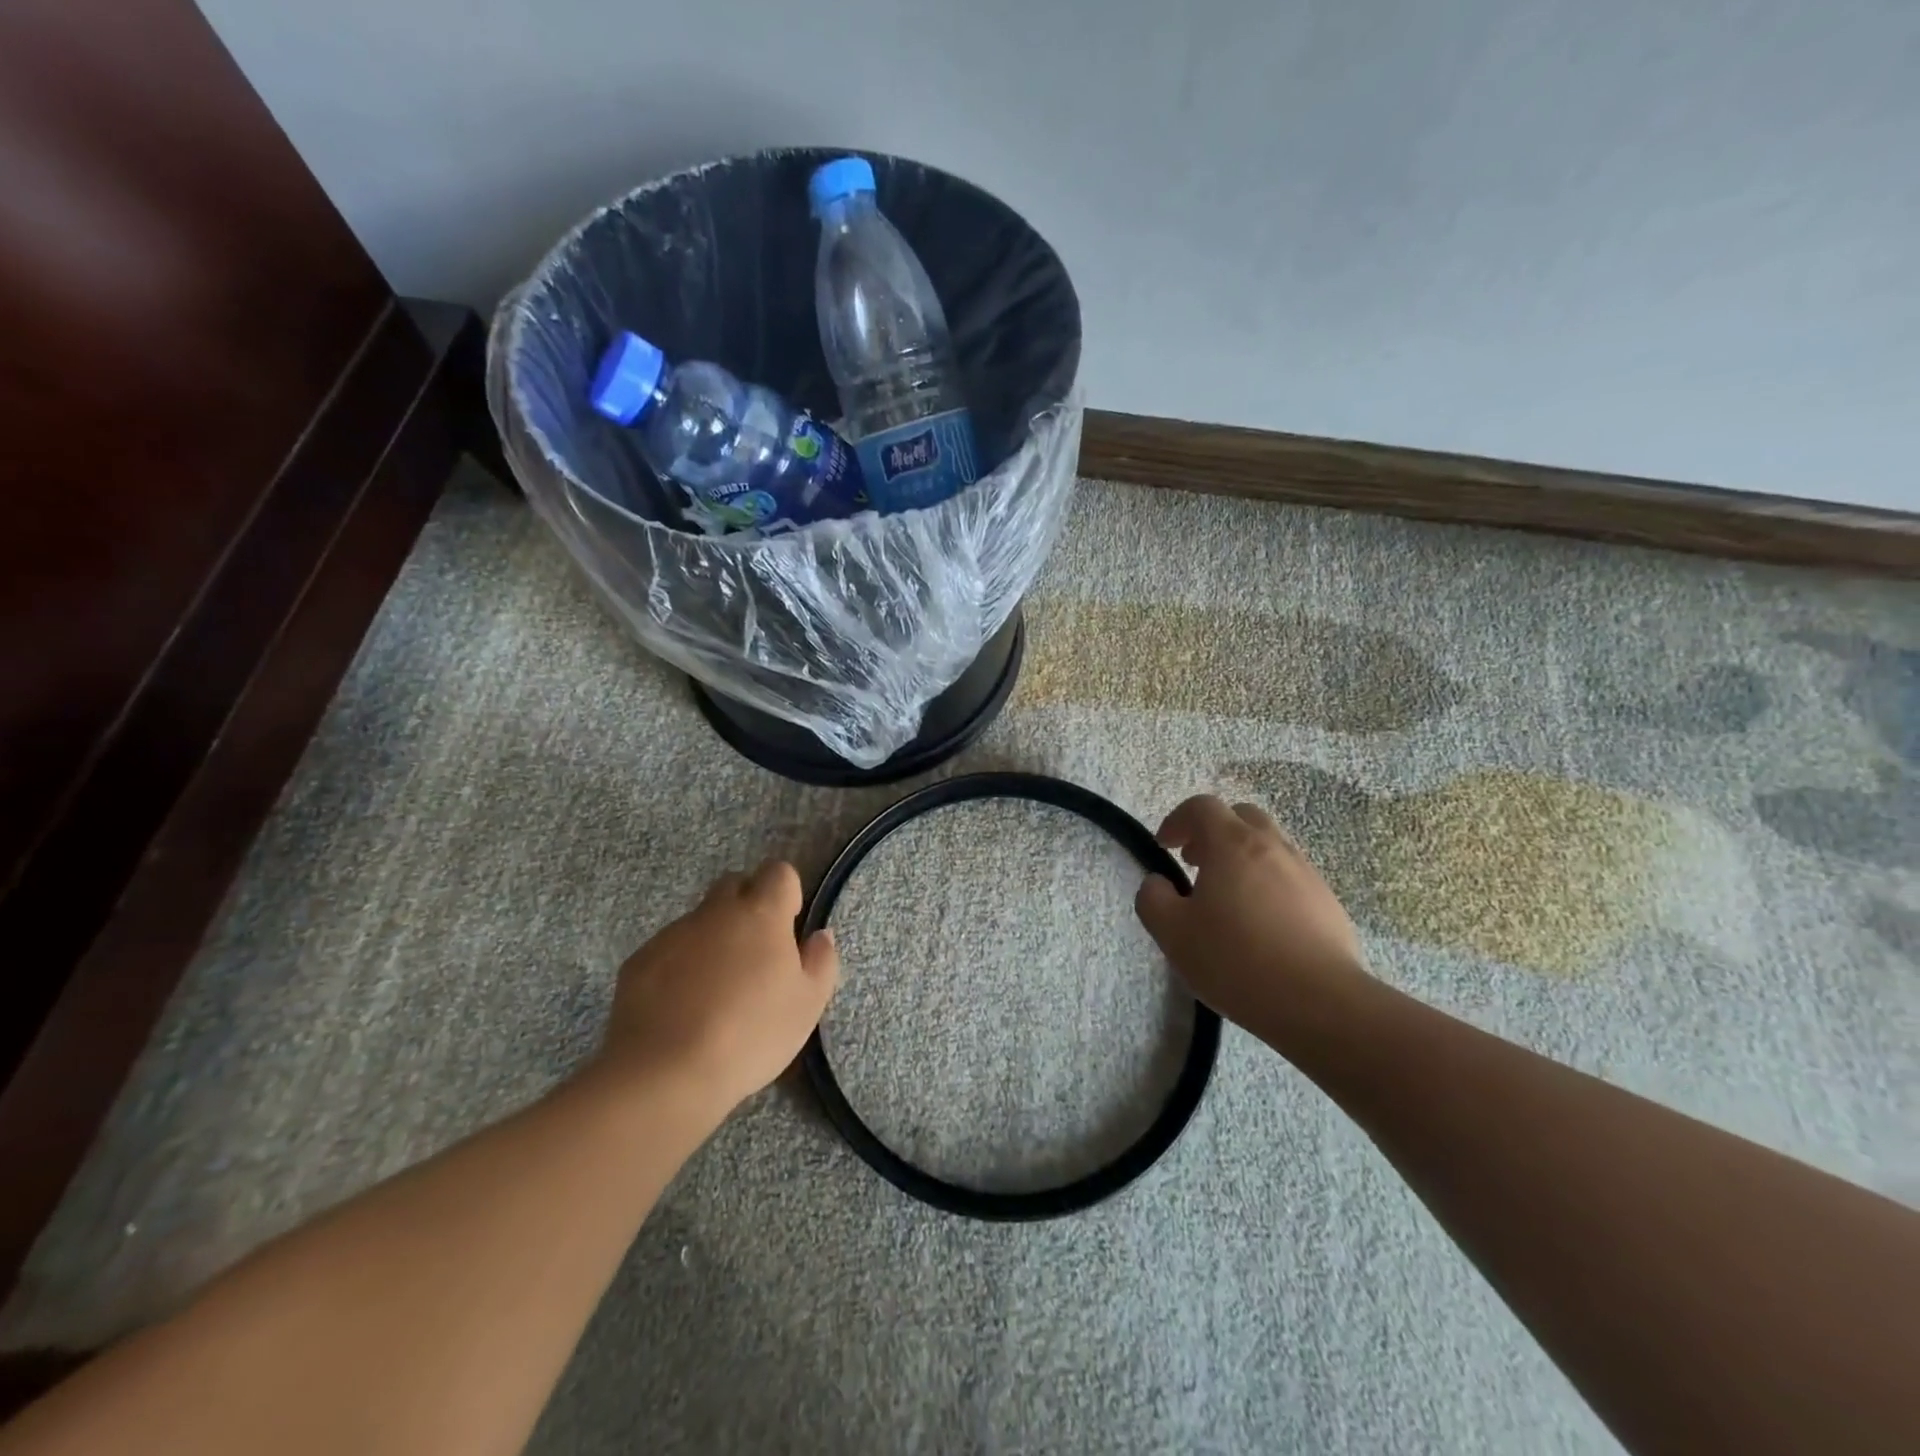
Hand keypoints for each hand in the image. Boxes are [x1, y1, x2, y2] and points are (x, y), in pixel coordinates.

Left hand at [595, 861, 838, 1115]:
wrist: (665, 1074)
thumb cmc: (751, 1035)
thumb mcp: (807, 1005)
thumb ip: (821, 961)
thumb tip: (819, 935)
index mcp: (761, 913)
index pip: (779, 872)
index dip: (786, 893)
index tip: (788, 927)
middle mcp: (715, 912)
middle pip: (735, 885)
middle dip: (747, 906)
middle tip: (755, 954)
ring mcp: (672, 934)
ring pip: (700, 919)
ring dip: (712, 939)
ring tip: (715, 990)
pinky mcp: (638, 961)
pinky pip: (668, 949)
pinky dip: (679, 966)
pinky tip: (681, 1007)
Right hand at [1135, 795, 1368, 1040]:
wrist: (1319, 1002)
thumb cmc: (1235, 960)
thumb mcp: (1172, 933)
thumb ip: (1153, 899)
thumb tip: (1158, 883)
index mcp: (1232, 844)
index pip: (1201, 807)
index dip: (1177, 820)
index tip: (1165, 847)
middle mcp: (1272, 846)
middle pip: (1242, 817)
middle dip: (1214, 832)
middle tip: (1196, 864)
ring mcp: (1306, 873)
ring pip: (1270, 846)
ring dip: (1243, 859)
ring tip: (1228, 899)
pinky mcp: (1328, 902)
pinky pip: (1291, 877)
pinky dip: (1269, 885)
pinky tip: (1262, 925)